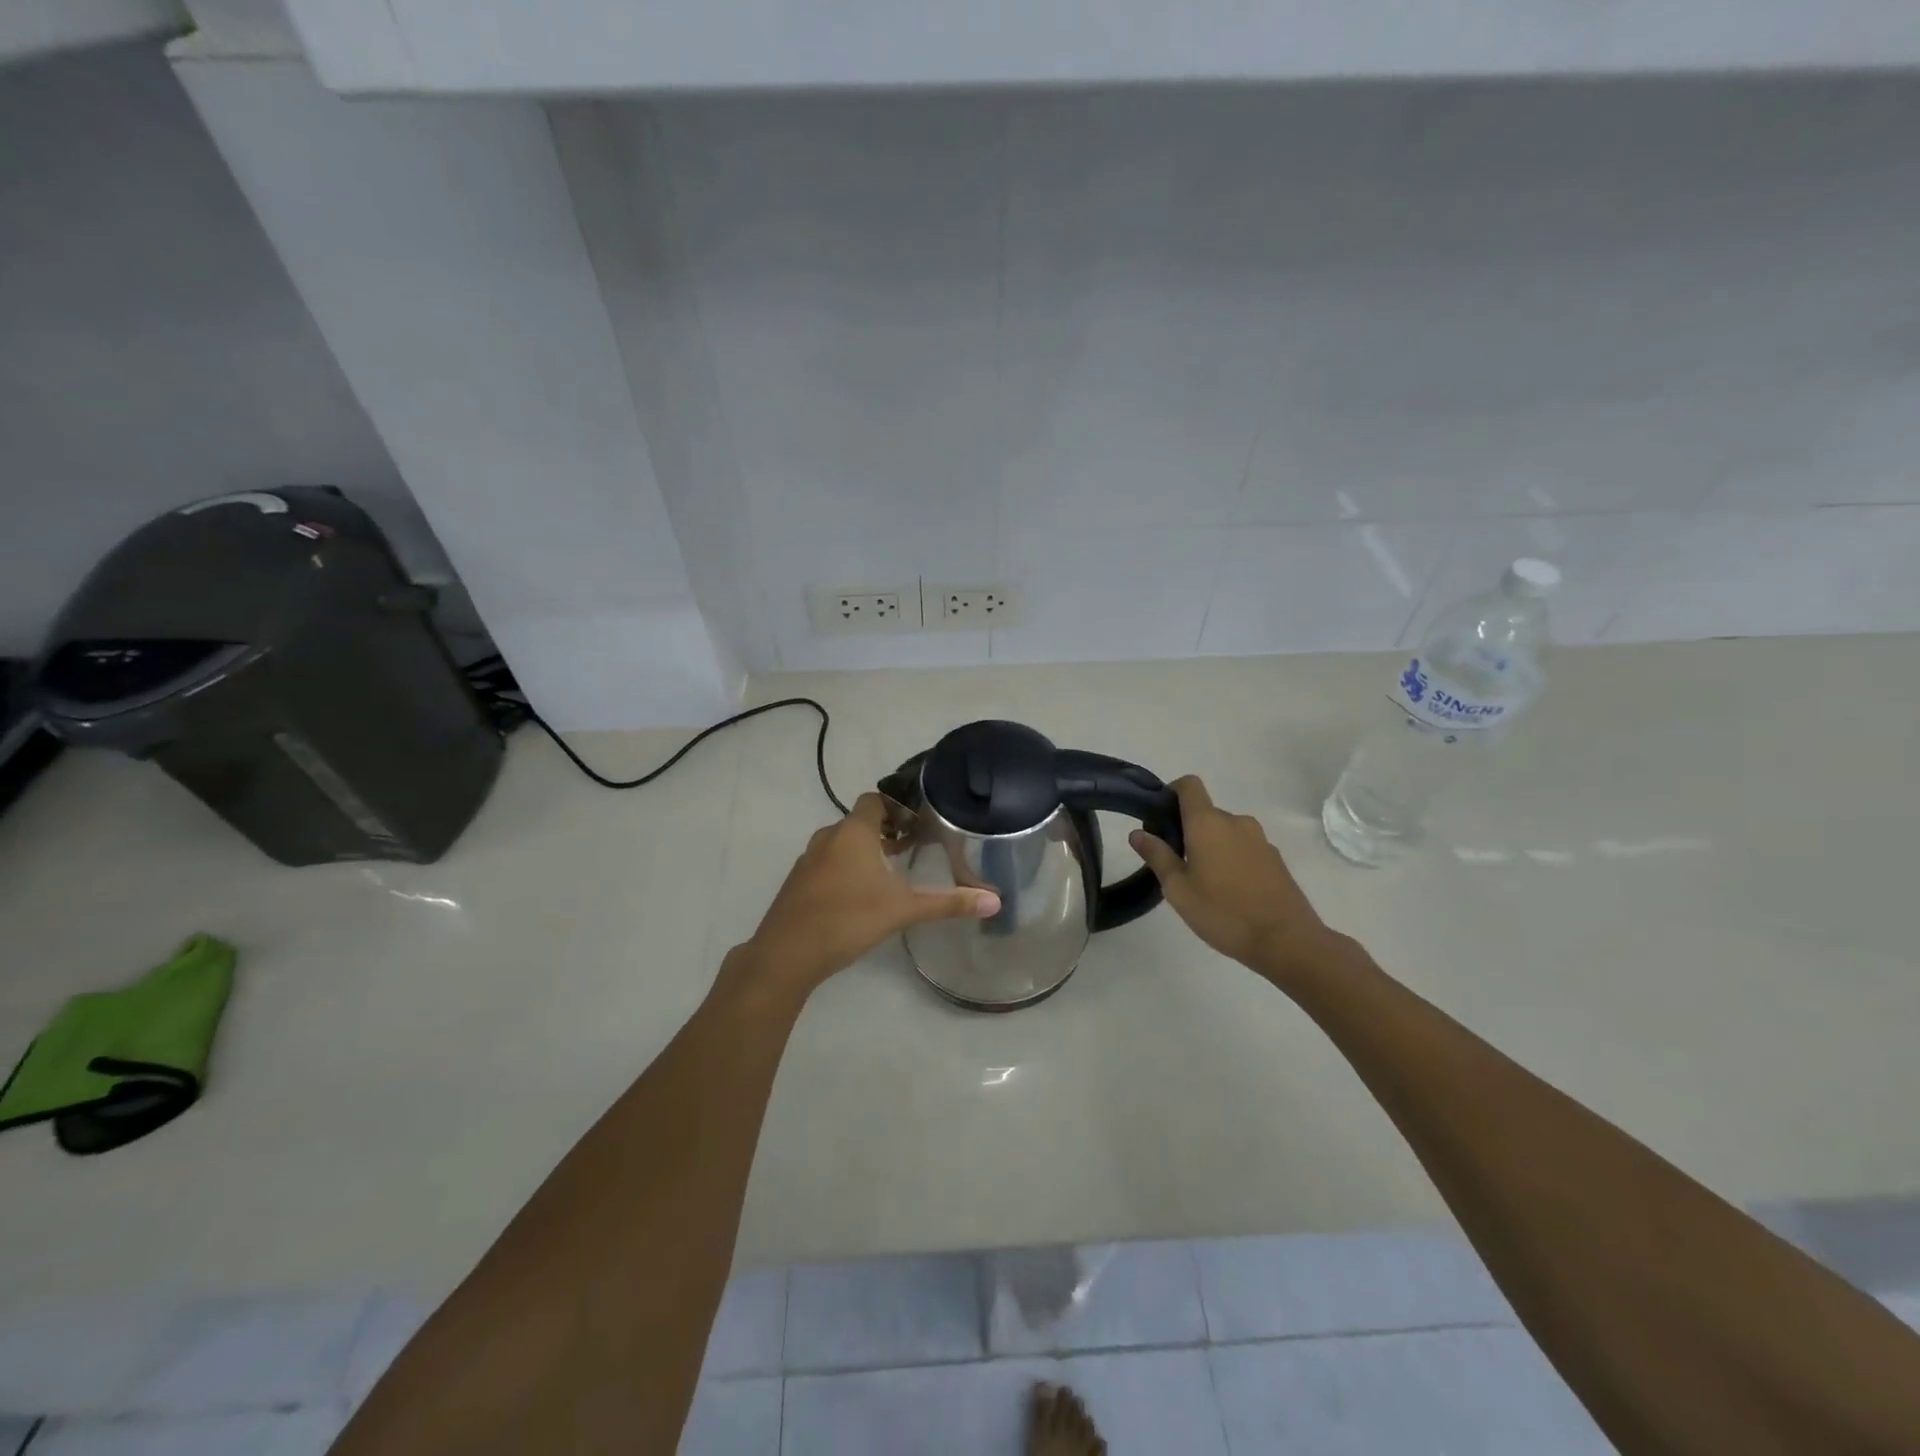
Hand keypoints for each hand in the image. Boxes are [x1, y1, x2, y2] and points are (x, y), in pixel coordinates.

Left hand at [740, 794, 1000, 994]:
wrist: (786, 954)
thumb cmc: (848, 919)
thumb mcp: (903, 909)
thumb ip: (948, 903)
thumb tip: (995, 900)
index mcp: (853, 832)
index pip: (875, 800)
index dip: (897, 807)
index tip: (918, 822)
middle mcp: (828, 838)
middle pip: (859, 821)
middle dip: (886, 831)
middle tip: (913, 847)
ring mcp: (808, 861)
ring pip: (842, 844)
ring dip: (864, 850)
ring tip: (891, 872)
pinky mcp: (798, 884)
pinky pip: (827, 863)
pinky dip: (845, 868)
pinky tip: (860, 896)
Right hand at [1130, 776, 1331, 974]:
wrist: (1286, 940)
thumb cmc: (1223, 912)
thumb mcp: (1178, 889)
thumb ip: (1157, 856)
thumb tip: (1138, 833)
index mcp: (1208, 823)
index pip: (1189, 785)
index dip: (1172, 793)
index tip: (1160, 819)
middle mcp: (1236, 822)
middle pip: (1205, 812)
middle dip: (1188, 830)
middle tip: (1176, 864)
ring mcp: (1260, 839)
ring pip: (1225, 832)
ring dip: (1211, 846)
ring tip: (1203, 882)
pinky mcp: (1275, 858)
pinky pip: (1244, 847)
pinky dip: (1232, 858)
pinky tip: (1230, 892)